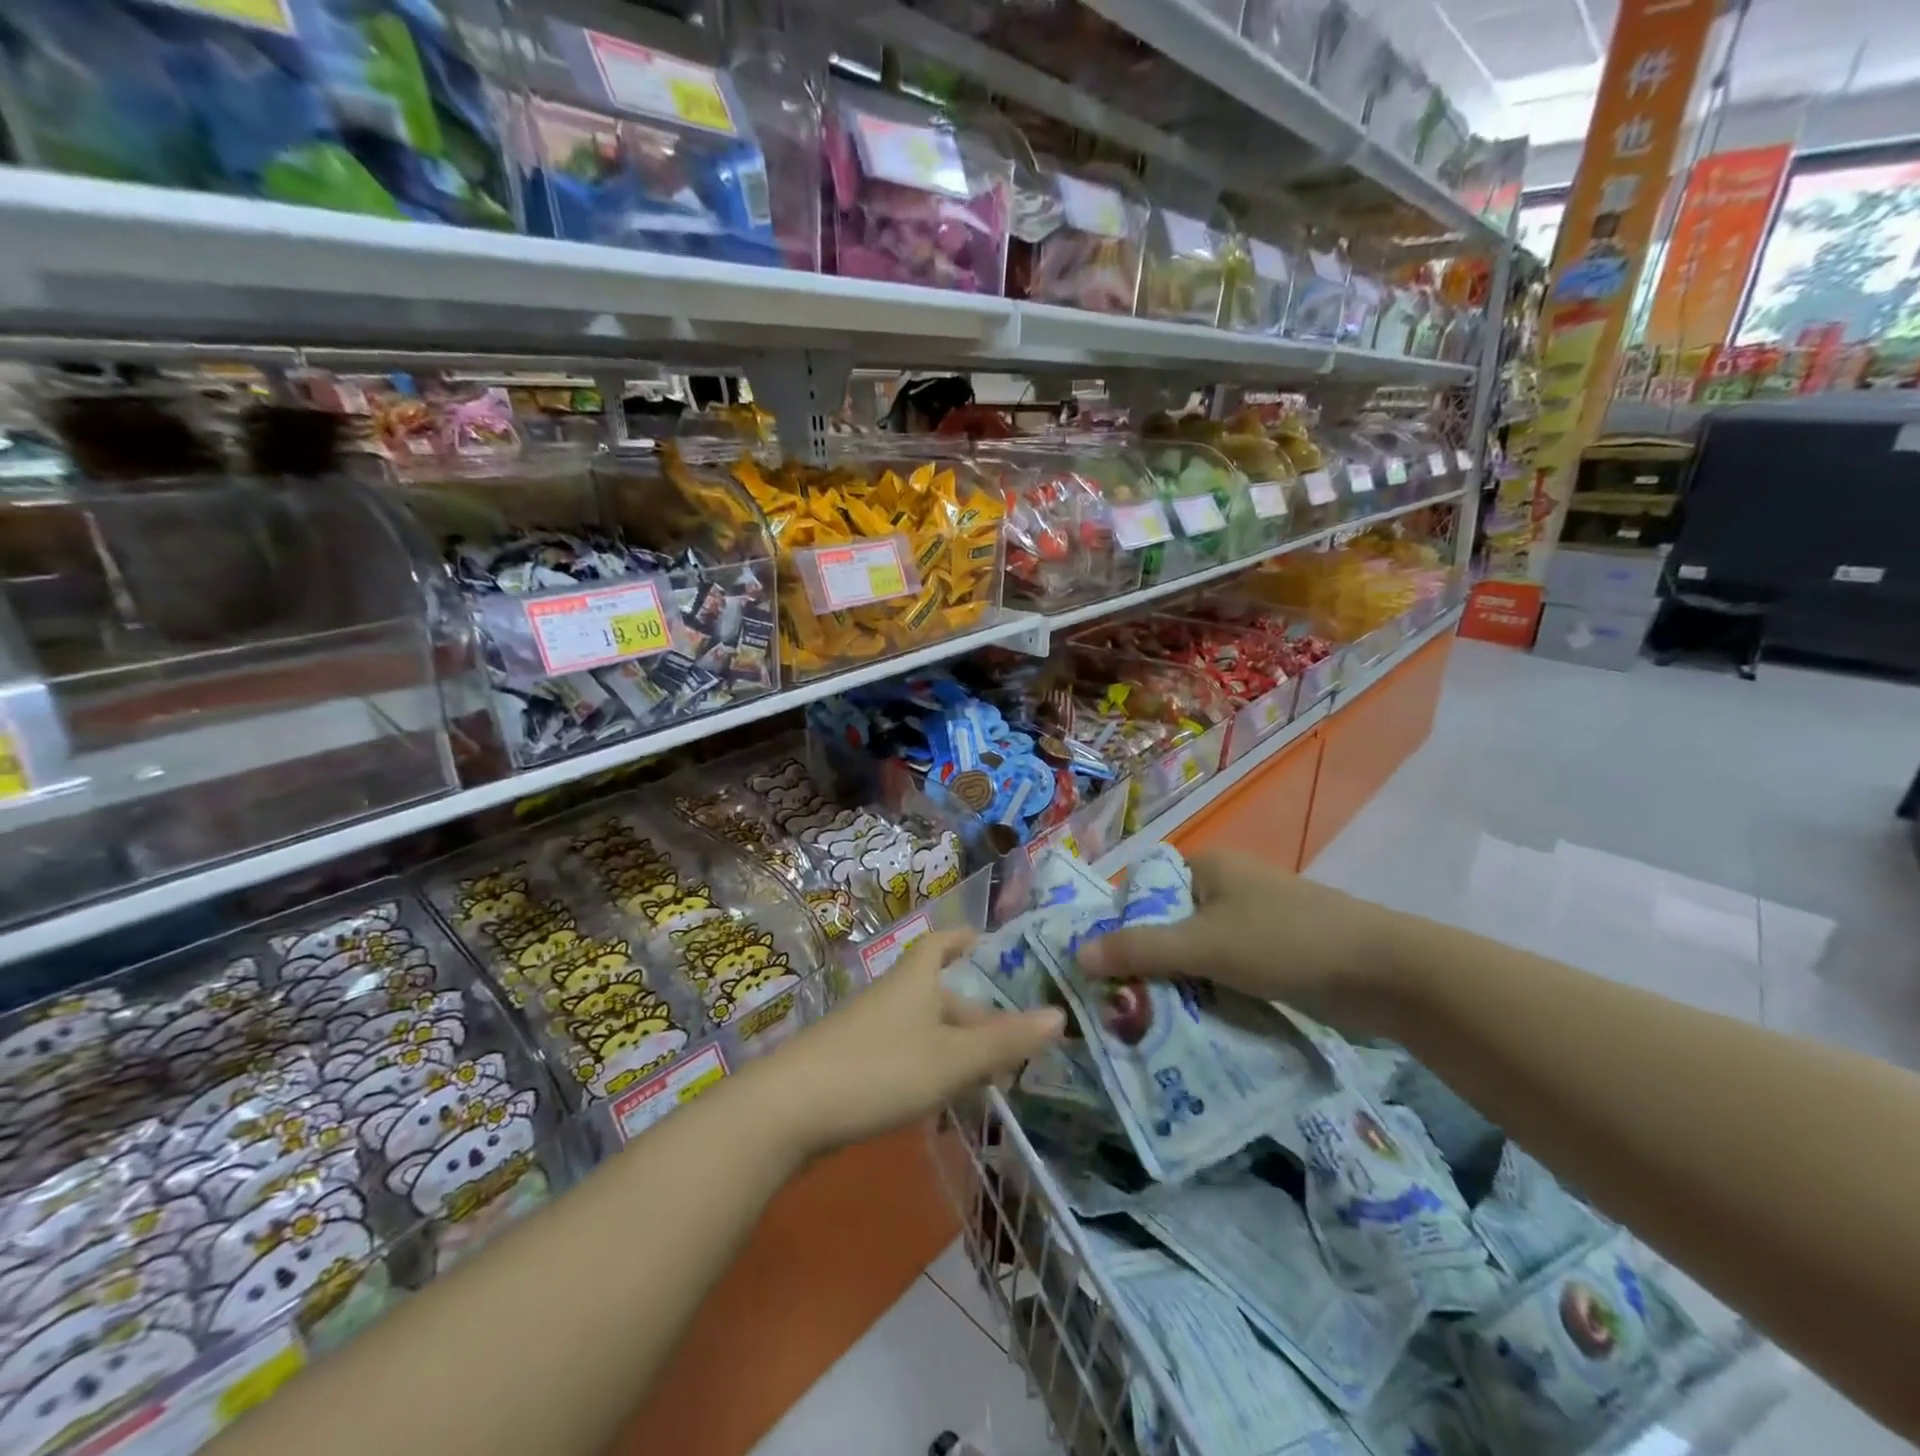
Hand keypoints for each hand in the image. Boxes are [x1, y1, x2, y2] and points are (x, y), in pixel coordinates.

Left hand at [760, 931, 1063, 1153]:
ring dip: (953, 1046)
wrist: (789, 1109)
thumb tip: (1059, 1016)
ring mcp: (866, 1029)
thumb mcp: (952, 1060)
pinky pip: (901, 1053)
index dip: (962, 939)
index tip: (984, 940)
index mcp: (915, 981)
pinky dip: (927, 1067)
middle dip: (973, 1014)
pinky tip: (937, 1099)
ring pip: (921, 1027)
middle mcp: (891, 996)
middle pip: (937, 994)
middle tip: (1009, 1043)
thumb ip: (1005, 1042)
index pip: (940, 943)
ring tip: (985, 1077)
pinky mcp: (850, 1062)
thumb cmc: (880, 1070)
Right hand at [1078, 851, 1406, 1025]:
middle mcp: (1226, 886)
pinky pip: (1224, 969)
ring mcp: (1253, 920)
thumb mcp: (1204, 946)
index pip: (1143, 889)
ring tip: (1146, 1019)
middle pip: (1168, 922)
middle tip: (1117, 1001)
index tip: (1098, 966)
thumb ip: (1140, 949)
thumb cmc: (1285, 942)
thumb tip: (1078, 955)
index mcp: (1207, 866)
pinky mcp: (1274, 953)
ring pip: (1196, 950)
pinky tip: (1192, 1022)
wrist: (1385, 972)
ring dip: (1177, 982)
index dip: (1117, 923)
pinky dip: (1208, 991)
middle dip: (1145, 961)